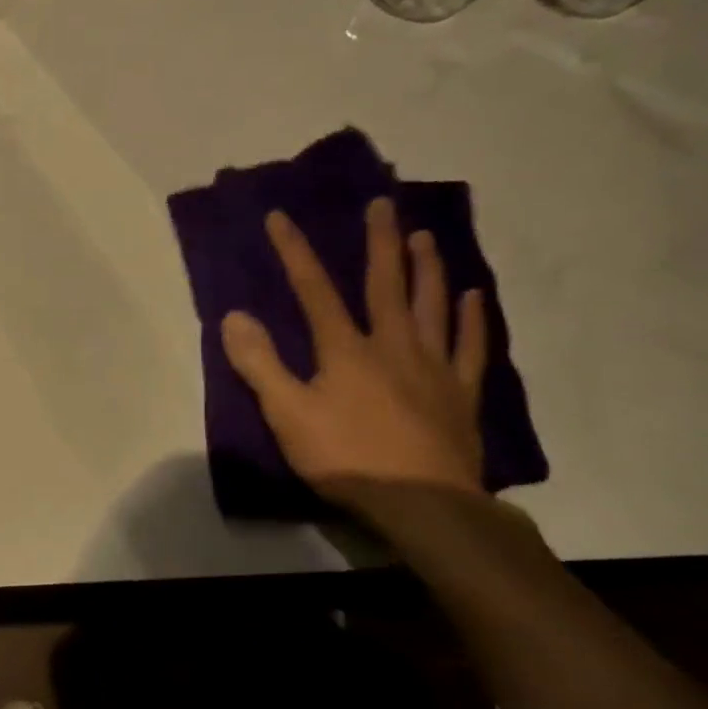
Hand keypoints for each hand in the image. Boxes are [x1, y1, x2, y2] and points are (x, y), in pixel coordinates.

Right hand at [220, 199, 488, 505]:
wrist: (421, 504)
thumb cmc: (346, 458)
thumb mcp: (286, 413)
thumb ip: (259, 363)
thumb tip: (234, 315)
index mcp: (346, 350)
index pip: (314, 290)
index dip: (294, 252)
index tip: (280, 216)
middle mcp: (392, 346)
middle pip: (385, 284)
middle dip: (379, 242)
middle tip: (382, 204)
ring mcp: (432, 367)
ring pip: (431, 306)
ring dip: (426, 268)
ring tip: (424, 236)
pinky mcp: (461, 393)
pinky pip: (470, 347)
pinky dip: (472, 320)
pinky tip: (473, 297)